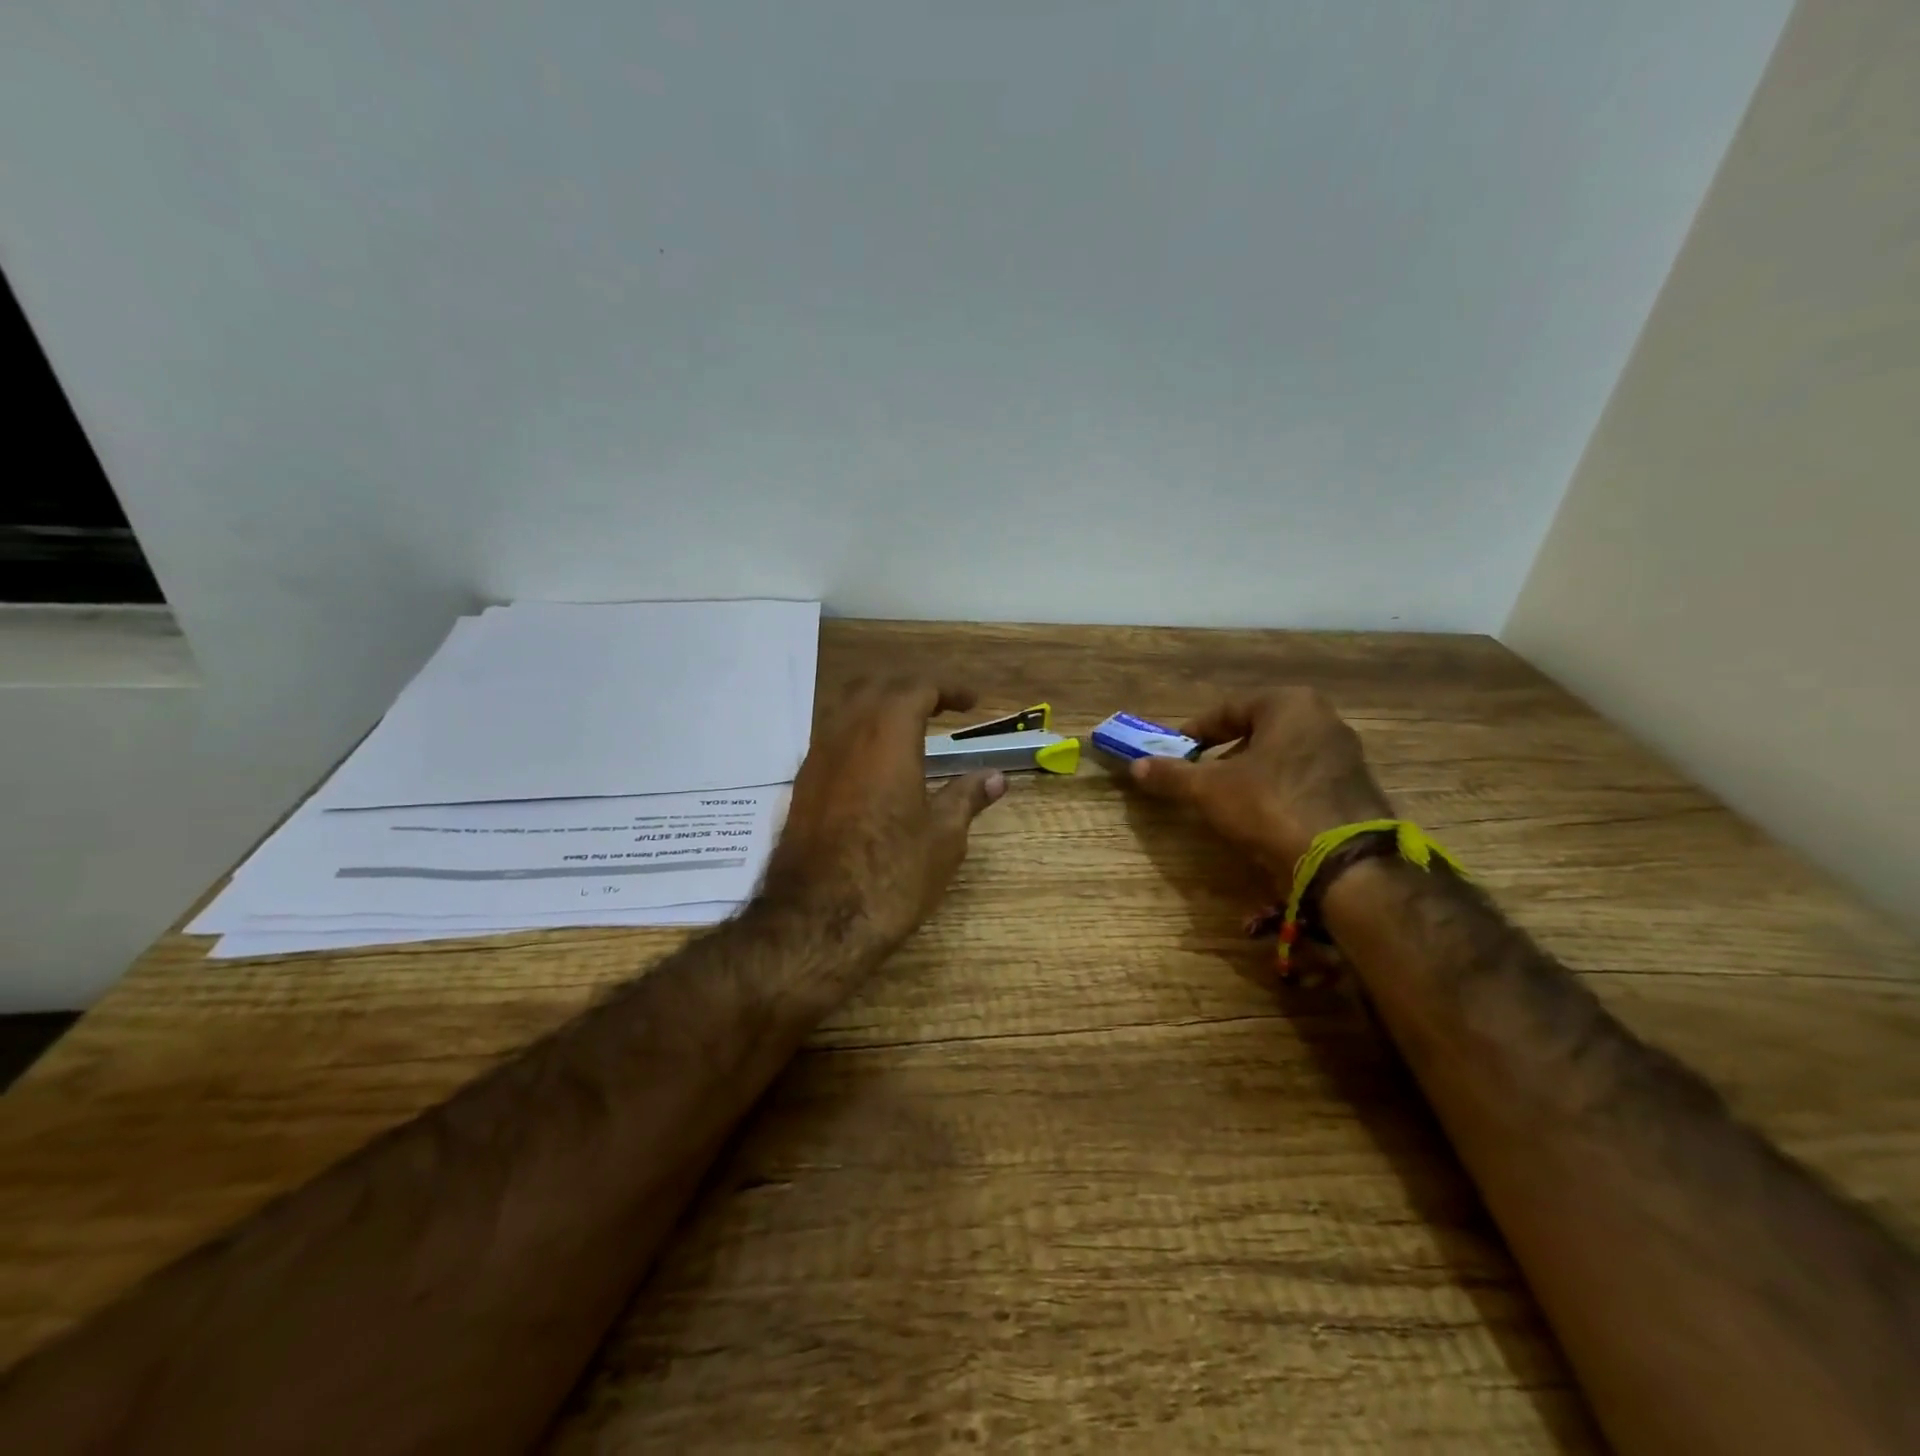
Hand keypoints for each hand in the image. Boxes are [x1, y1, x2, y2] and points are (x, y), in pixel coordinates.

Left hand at [760, 679, 1006, 951]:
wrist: (818, 920)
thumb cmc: (892, 874)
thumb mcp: (943, 837)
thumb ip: (967, 797)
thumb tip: (994, 777)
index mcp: (887, 735)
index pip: (917, 688)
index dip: (948, 688)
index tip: (972, 703)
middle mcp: (846, 733)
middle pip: (876, 686)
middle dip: (911, 687)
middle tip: (941, 706)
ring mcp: (817, 758)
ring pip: (845, 706)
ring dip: (878, 704)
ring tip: (908, 726)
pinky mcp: (802, 785)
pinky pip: (830, 735)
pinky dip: (857, 730)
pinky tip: (874, 762)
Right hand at [1125, 689, 1391, 881]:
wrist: (1343, 861)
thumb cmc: (1269, 805)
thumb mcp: (1209, 789)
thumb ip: (1171, 774)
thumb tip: (1136, 766)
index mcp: (1290, 704)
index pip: (1228, 709)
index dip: (1195, 732)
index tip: (1174, 752)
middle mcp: (1324, 719)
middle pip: (1257, 731)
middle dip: (1224, 753)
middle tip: (1198, 775)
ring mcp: (1345, 754)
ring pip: (1281, 756)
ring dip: (1250, 773)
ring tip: (1225, 799)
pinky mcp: (1355, 788)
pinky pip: (1302, 779)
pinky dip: (1276, 790)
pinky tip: (1261, 815)